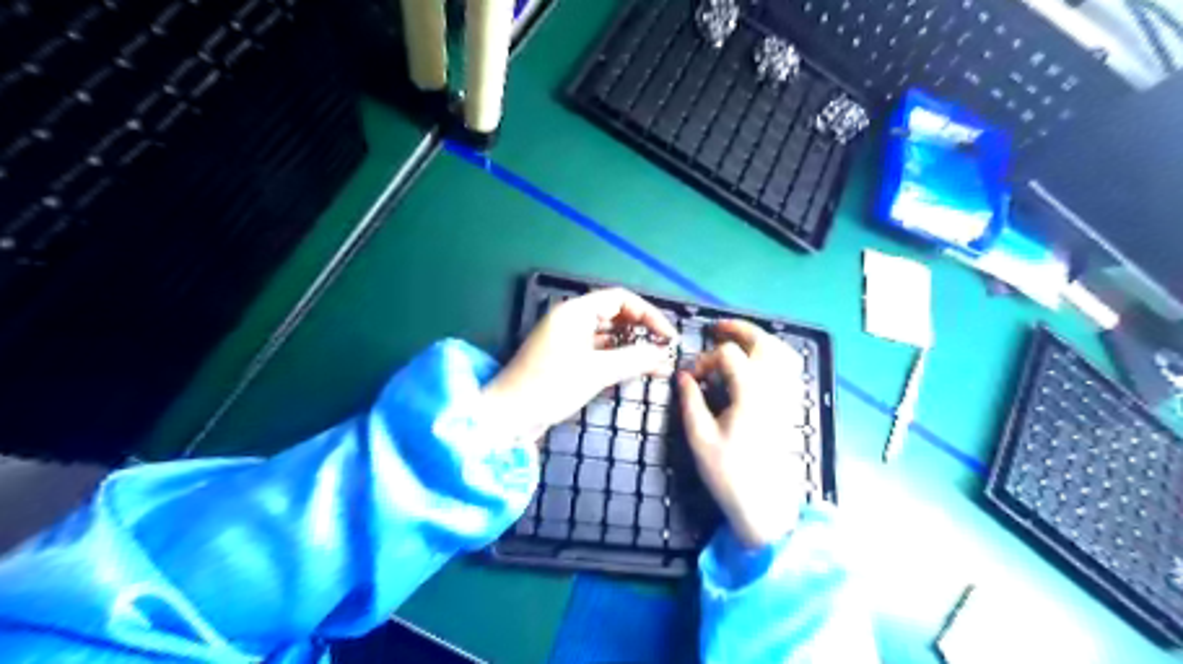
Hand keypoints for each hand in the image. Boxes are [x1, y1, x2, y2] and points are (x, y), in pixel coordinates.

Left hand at [485, 287, 679, 442]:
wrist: (509, 415)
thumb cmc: (550, 386)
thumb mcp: (596, 371)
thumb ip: (633, 359)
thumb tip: (662, 354)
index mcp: (575, 311)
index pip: (620, 299)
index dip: (648, 314)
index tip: (668, 336)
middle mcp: (572, 320)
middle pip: (616, 315)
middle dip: (642, 330)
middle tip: (665, 349)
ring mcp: (569, 340)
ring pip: (609, 335)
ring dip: (633, 347)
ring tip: (658, 364)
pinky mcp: (567, 359)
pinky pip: (599, 351)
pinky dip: (618, 359)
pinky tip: (637, 371)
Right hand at [679, 318, 808, 545]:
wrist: (765, 505)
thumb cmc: (729, 474)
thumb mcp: (700, 438)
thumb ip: (691, 401)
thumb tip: (683, 377)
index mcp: (751, 393)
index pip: (729, 355)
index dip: (705, 359)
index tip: (690, 378)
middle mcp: (774, 388)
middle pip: (763, 342)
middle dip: (738, 329)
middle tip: (716, 328)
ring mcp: (787, 396)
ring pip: (782, 351)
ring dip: (759, 338)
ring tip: (737, 338)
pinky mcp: (791, 406)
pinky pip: (790, 368)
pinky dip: (774, 354)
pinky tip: (758, 361)